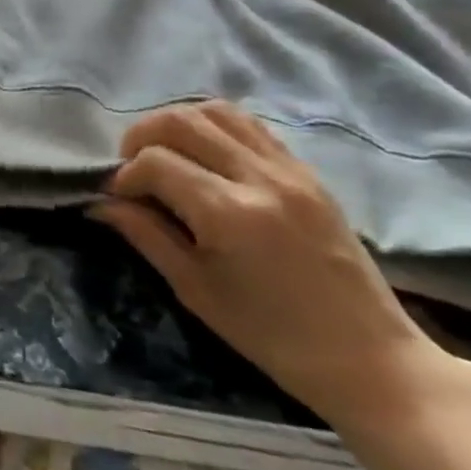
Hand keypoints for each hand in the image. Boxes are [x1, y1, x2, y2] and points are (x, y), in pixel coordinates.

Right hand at [95, 100, 451, 427]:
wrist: (369, 358)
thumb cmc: (272, 335)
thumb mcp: (195, 289)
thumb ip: (146, 235)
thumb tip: (101, 203)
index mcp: (229, 214)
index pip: (155, 162)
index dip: (125, 176)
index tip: (118, 199)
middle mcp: (260, 178)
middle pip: (181, 120)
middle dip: (142, 137)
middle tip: (134, 168)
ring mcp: (289, 170)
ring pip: (216, 111)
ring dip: (177, 123)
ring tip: (166, 154)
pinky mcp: (308, 172)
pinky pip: (250, 126)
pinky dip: (215, 127)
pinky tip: (204, 156)